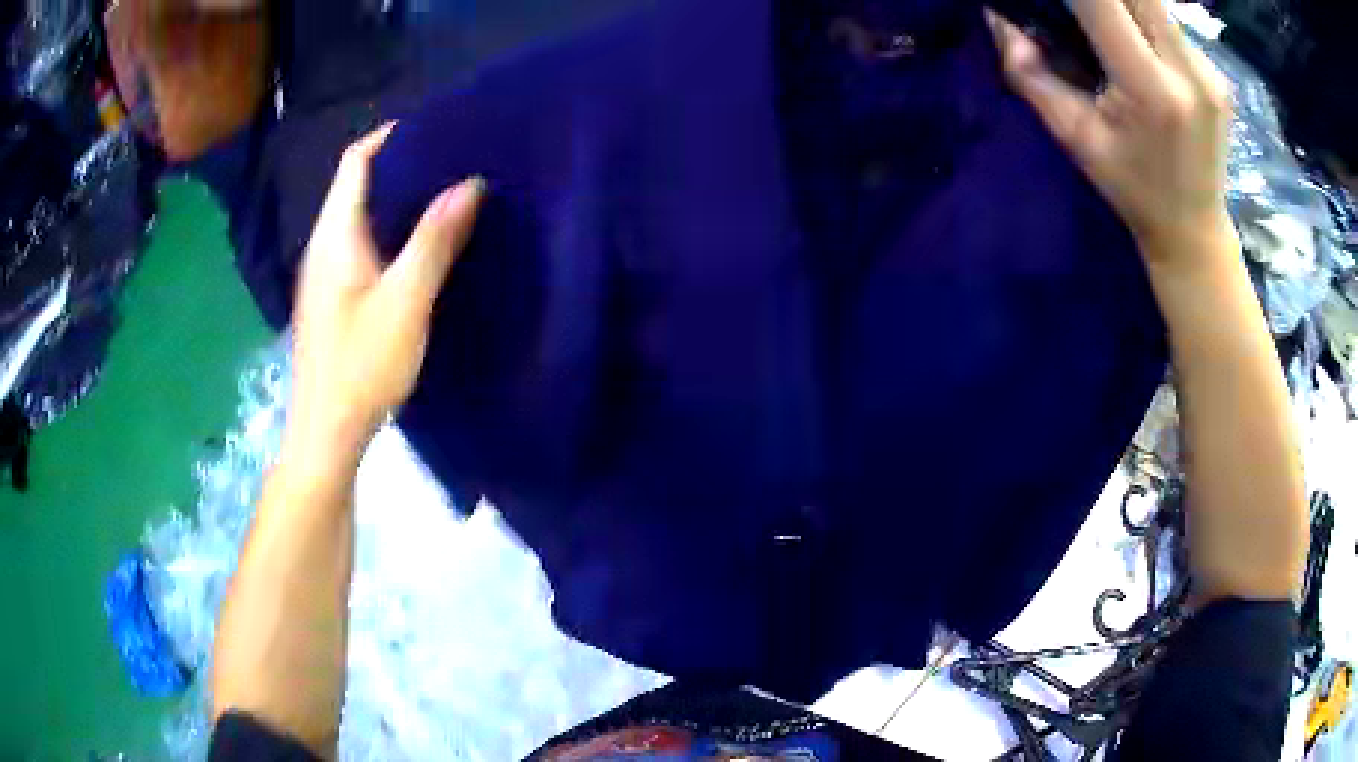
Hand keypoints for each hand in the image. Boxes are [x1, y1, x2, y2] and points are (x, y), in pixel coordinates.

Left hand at [289, 124, 484, 455]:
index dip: (391, 136)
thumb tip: (470, 183)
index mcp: (335, 236)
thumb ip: (434, 240)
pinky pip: (365, 246)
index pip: (356, 162)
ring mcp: (328, 274)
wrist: (327, 433)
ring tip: (449, 195)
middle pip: (359, 185)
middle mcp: (325, 246)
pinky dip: (395, 233)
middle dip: (404, 165)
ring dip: (401, 201)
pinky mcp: (336, 299)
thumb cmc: (360, 367)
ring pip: (363, 217)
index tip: (438, 128)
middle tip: (456, 160)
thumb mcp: (404, 301)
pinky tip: (425, 246)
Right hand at [986, 0, 1235, 261]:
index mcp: (1151, 88)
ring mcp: (1209, 70)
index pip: (1101, 1)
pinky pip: (1171, 21)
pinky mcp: (1217, 74)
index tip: (1054, 2)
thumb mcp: (1076, 139)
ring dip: (1123, 1)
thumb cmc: (1133, 191)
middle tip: (1080, 10)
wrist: (1195, 232)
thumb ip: (1031, 76)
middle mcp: (1188, 69)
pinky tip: (1136, 40)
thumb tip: (998, 19)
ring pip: (1155, 1)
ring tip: (1104, 24)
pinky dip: (1144, 16)